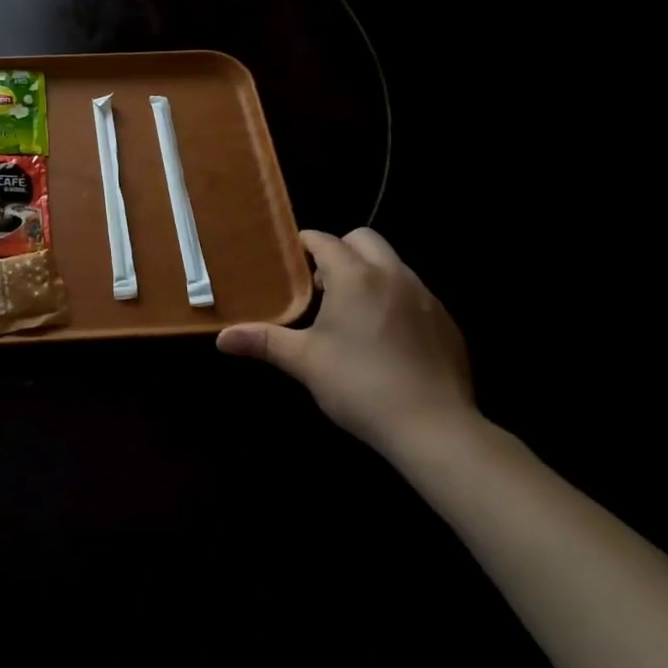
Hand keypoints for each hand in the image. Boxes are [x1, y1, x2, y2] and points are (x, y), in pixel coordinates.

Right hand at [217, 228, 476, 456]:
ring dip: (369, 273)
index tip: (290, 260)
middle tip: (322, 285)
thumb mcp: (304, 362)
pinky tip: (386, 337)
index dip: (304, 245)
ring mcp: (425, 296)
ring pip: (392, 264)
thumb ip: (263, 341)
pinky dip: (395, 299)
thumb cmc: (360, 385)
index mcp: (354, 276)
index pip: (324, 240)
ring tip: (352, 311)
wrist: (434, 428)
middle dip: (341, 250)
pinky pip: (414, 293)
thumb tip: (221, 338)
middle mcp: (392, 274)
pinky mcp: (446, 321)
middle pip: (363, 239)